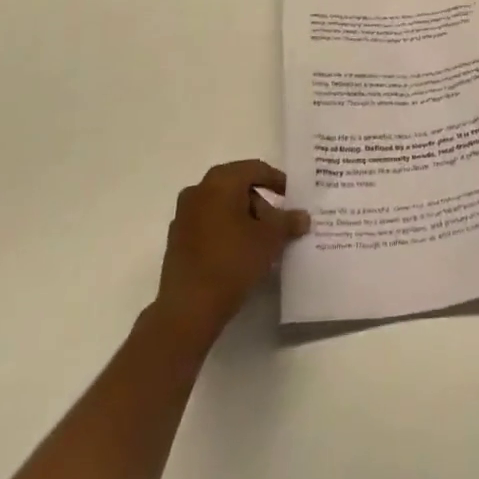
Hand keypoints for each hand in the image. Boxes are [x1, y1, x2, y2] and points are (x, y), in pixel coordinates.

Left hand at [153, 159, 309, 347]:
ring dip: (243, 218)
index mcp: (220, 181)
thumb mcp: (270, 239)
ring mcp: (183, 215)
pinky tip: (239, 253)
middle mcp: (198, 190)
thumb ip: (288, 222)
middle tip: (278, 224)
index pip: (255, 169)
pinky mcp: (176, 240)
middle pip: (237, 187)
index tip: (292, 196)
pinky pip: (208, 224)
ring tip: (261, 242)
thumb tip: (303, 217)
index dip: (277, 180)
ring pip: (222, 206)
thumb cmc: (232, 261)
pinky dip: (226, 231)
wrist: (188, 308)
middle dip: (261, 203)